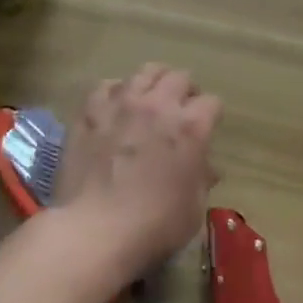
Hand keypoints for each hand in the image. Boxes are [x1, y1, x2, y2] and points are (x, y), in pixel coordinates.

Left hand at [53, 64, 219, 273]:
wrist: (94, 230)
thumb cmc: (153, 226)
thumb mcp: (193, 209)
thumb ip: (202, 180)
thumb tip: (206, 168)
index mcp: (191, 127)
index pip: (212, 102)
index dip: (210, 116)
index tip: (205, 129)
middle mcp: (159, 105)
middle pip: (180, 77)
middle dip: (185, 91)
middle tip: (179, 111)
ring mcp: (122, 103)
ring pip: (145, 72)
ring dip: (153, 83)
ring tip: (149, 100)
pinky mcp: (90, 111)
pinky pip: (107, 85)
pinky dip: (115, 93)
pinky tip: (114, 108)